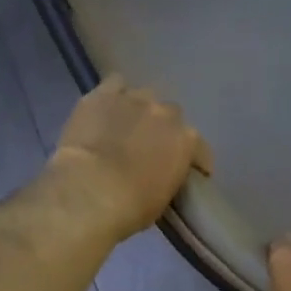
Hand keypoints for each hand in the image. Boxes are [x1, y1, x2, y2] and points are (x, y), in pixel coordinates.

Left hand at [51, 77, 212, 240]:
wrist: (90, 192)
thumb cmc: (132, 207)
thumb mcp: (163, 199)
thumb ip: (169, 177)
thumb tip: (160, 174)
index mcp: (187, 142)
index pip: (200, 149)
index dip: (195, 161)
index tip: (189, 173)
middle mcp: (166, 114)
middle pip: (172, 115)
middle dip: (163, 130)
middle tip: (150, 148)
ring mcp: (134, 100)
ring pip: (144, 97)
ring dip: (139, 110)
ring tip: (126, 126)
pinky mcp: (102, 95)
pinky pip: (115, 84)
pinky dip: (115, 95)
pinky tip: (108, 108)